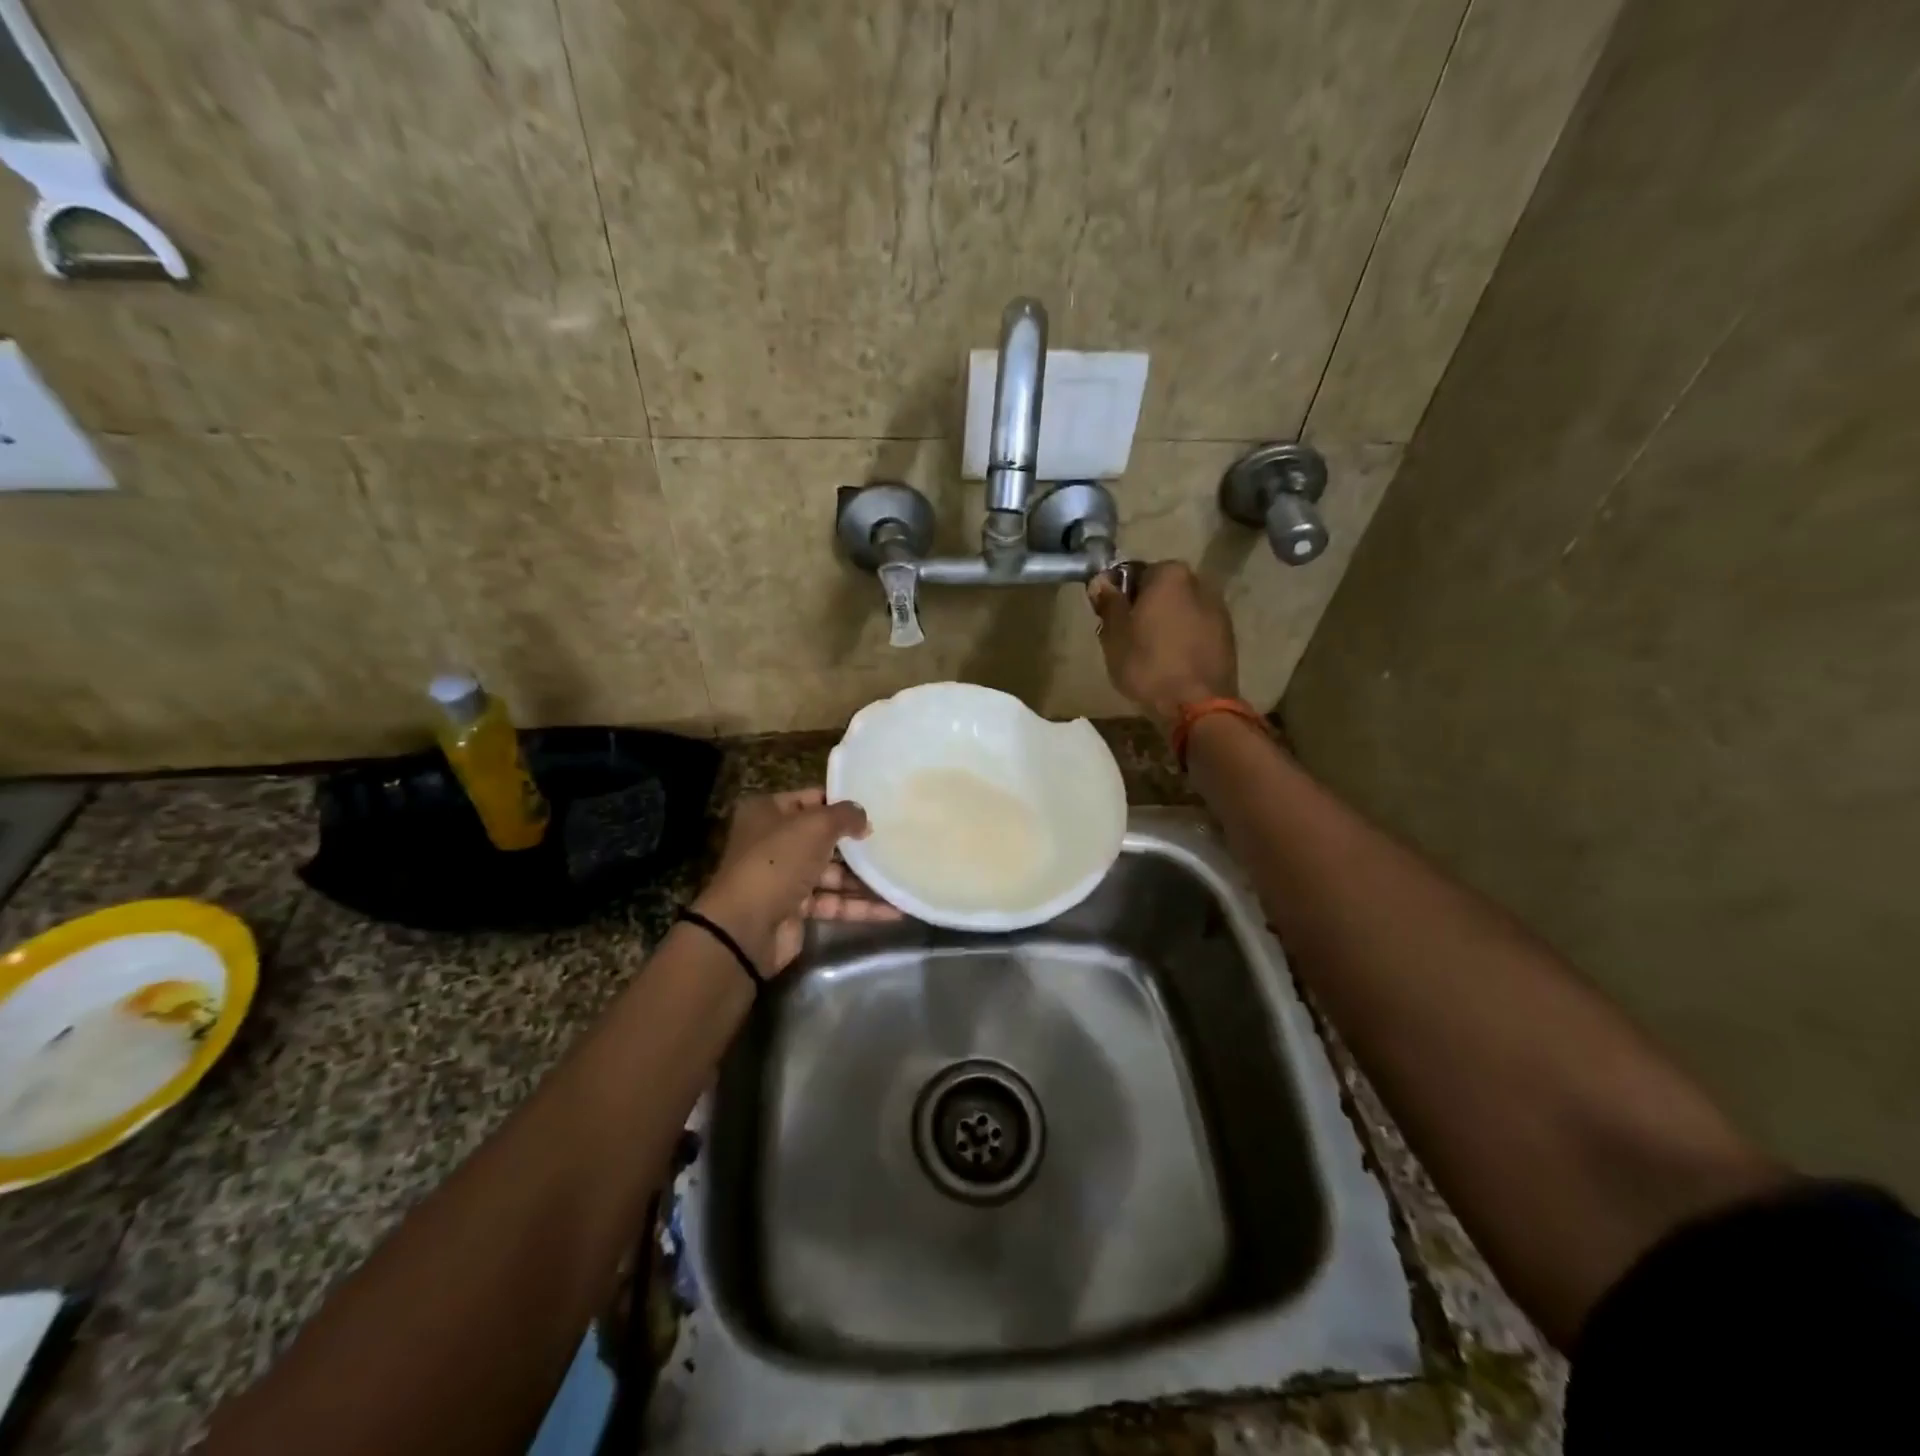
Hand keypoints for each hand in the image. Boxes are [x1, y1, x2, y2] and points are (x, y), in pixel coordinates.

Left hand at [694, 788, 901, 973]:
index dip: (841, 803)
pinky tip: (893, 910)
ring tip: (900, 877)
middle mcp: (774, 842)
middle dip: (856, 843)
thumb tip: (864, 818)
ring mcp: (785, 878)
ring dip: (864, 879)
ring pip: (832, 874)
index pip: (811, 799)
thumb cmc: (778, 861)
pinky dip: (860, 906)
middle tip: (893, 841)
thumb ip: (845, 815)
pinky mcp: (796, 909)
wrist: (746, 927)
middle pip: (823, 838)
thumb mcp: (815, 826)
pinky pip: (833, 903)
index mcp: (768, 813)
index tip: (876, 808)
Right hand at [1088, 561, 1239, 729]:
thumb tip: (1101, 581)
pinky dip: (1182, 640)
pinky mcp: (1228, 638)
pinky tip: (1171, 664)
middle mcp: (1200, 583)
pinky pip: (1196, 631)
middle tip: (1126, 639)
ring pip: (1180, 611)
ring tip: (1149, 655)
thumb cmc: (1148, 664)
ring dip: (1165, 625)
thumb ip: (1108, 602)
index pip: (1135, 573)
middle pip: (1161, 591)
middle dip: (1144, 609)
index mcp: (1170, 575)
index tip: (1110, 619)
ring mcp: (1219, 611)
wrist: (1196, 706)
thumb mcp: (1114, 634)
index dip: (1119, 596)